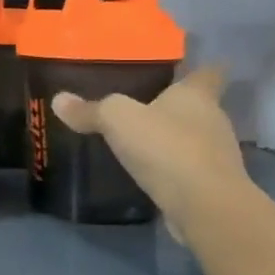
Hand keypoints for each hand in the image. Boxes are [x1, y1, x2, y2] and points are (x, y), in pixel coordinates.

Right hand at [50, 66, 250, 233]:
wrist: (204, 205)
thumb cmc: (166, 147)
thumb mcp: (116, 119)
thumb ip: (90, 110)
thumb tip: (58, 100)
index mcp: (197, 95)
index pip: (209, 73)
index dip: (199, 69)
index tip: (185, 69)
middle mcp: (214, 120)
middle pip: (198, 106)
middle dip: (174, 106)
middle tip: (142, 105)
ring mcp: (216, 154)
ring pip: (193, 137)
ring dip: (172, 138)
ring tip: (139, 139)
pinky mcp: (210, 184)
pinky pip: (187, 167)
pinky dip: (171, 167)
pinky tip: (146, 170)